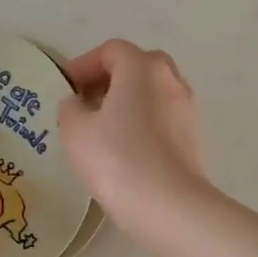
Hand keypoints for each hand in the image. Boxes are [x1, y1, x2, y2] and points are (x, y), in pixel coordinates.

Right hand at [58, 40, 207, 234]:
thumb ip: (70, 108)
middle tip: (85, 102)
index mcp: (142, 67)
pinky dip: (141, 121)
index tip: (65, 87)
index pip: (111, 51)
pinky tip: (123, 147)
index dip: (84, 65)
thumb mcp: (75, 131)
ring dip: (126, 101)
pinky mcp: (192, 136)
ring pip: (151, 92)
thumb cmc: (116, 158)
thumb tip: (78, 104)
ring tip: (101, 128)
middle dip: (109, 79)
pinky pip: (161, 116)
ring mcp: (186, 108)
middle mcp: (170, 79)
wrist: (168, 206)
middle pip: (136, 66)